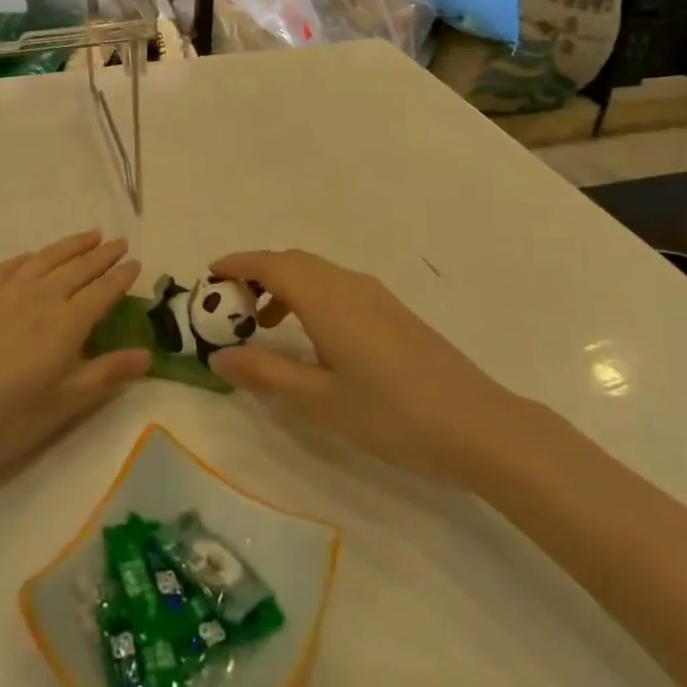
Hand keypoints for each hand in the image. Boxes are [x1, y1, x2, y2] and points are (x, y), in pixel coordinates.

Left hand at [0, 231, 148, 478]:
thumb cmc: (2, 417)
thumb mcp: (62, 405)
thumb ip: (105, 375)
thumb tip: (148, 354)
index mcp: (66, 324)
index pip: (102, 291)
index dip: (121, 277)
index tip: (136, 263)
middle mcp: (41, 297)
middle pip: (79, 268)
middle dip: (103, 254)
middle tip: (120, 242)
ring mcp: (6, 292)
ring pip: (47, 258)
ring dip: (71, 245)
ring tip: (90, 235)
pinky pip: (11, 265)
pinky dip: (30, 256)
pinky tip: (34, 255)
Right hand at [208, 250, 516, 482]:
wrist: (477, 424)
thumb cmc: (392, 413)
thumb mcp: (320, 400)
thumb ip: (266, 374)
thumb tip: (217, 357)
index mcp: (326, 298)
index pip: (272, 264)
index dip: (238, 264)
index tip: (209, 275)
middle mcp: (348, 283)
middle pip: (293, 262)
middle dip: (257, 273)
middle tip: (229, 304)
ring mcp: (375, 295)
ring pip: (317, 273)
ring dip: (285, 286)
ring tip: (264, 325)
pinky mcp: (392, 311)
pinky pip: (337, 286)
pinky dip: (310, 296)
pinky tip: (312, 337)